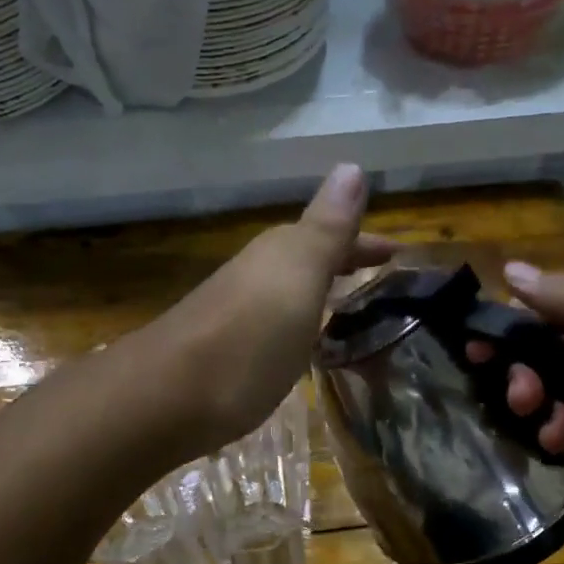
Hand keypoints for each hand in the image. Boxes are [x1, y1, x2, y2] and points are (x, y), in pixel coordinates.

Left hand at [145, 164, 395, 455]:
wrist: (166, 398)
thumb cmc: (248, 338)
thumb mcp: (297, 277)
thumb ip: (326, 229)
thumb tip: (351, 165)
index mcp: (278, 254)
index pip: (332, 235)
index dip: (364, 242)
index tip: (398, 253)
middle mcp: (254, 276)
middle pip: (306, 260)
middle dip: (342, 263)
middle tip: (377, 277)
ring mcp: (235, 314)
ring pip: (287, 291)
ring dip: (318, 292)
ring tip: (347, 308)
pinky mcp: (224, 353)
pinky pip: (273, 325)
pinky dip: (295, 325)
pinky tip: (298, 346)